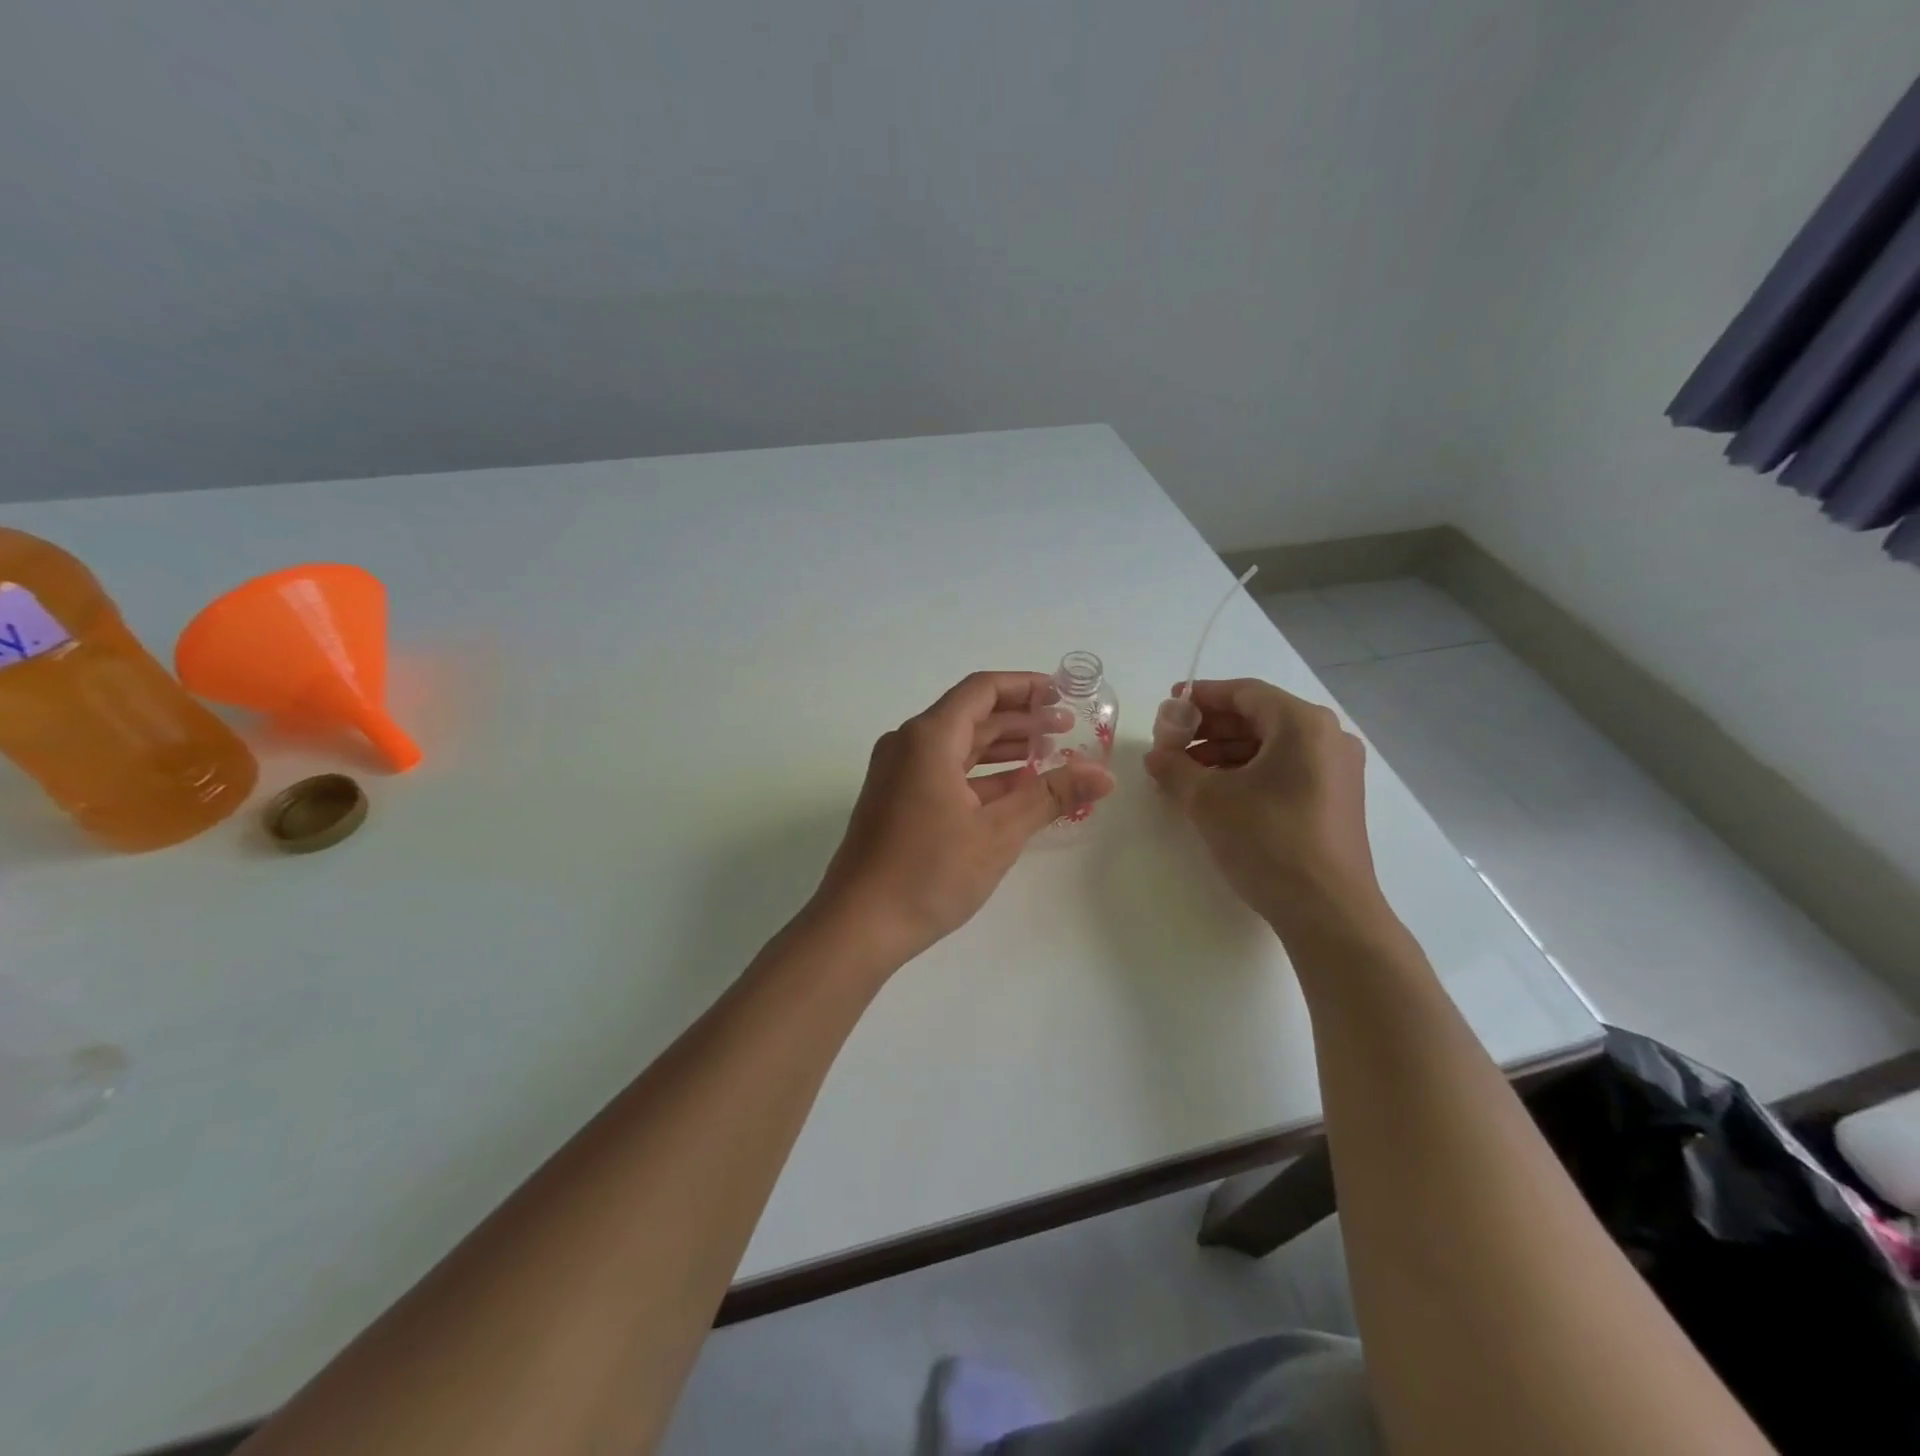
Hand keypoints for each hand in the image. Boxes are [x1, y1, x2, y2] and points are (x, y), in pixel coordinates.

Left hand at [811, 671, 1115, 964]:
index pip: (982, 691)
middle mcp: (908, 745)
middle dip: (1020, 720)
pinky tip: (1014, 790)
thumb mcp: (999, 832)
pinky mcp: (895, 802)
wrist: (858, 925)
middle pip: (970, 716)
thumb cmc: (929, 872)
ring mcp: (897, 774)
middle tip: (1067, 730)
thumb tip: (1105, 775)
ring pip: (958, 747)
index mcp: (929, 737)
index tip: (1062, 695)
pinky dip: (980, 776)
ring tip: (1049, 757)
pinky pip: (944, 773)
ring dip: (1002, 749)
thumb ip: (1052, 795)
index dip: (1025, 687)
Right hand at [1143, 678, 1381, 928]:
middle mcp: (1327, 737)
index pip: (1244, 692)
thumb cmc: (1267, 840)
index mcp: (1302, 724)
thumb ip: (1174, 768)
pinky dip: (1248, 772)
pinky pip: (1284, 769)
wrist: (1327, 911)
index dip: (1201, 697)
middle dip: (1209, 728)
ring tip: (1185, 773)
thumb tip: (1156, 756)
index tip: (1167, 707)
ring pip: (1270, 745)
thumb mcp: (1208, 800)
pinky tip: (1216, 792)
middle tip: (1170, 744)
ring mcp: (1336, 769)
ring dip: (1225, 752)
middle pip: (1258, 717)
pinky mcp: (1334, 799)